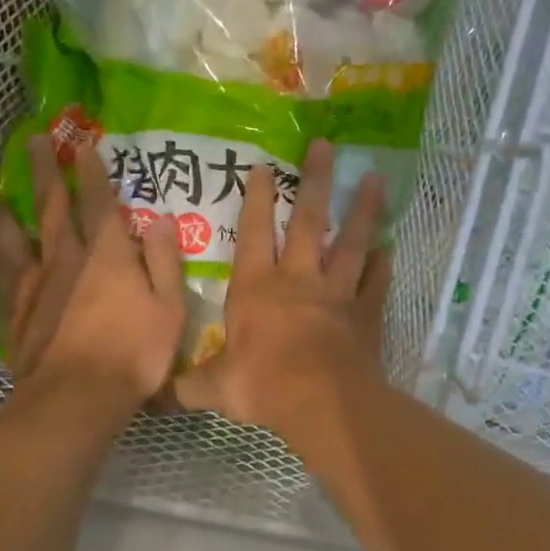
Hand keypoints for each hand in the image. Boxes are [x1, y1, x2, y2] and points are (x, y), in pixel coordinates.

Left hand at [0, 137, 186, 413]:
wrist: (77, 397)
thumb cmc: (134, 353)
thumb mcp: (169, 306)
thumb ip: (166, 260)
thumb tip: (162, 218)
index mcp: (109, 254)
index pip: (99, 202)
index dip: (91, 172)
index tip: (82, 144)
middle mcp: (68, 257)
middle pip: (53, 206)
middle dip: (45, 171)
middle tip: (34, 141)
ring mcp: (37, 283)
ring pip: (19, 234)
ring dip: (10, 208)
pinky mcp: (16, 310)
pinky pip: (3, 271)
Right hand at [175, 139, 390, 435]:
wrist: (323, 403)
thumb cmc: (264, 386)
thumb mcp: (216, 388)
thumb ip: (191, 386)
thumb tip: (161, 396)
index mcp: (258, 288)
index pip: (254, 233)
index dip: (256, 199)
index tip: (264, 165)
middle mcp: (298, 280)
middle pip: (308, 222)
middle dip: (316, 182)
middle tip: (325, 146)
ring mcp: (337, 293)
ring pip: (351, 243)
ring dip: (363, 211)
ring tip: (376, 180)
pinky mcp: (365, 314)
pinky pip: (375, 283)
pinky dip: (381, 266)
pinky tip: (388, 250)